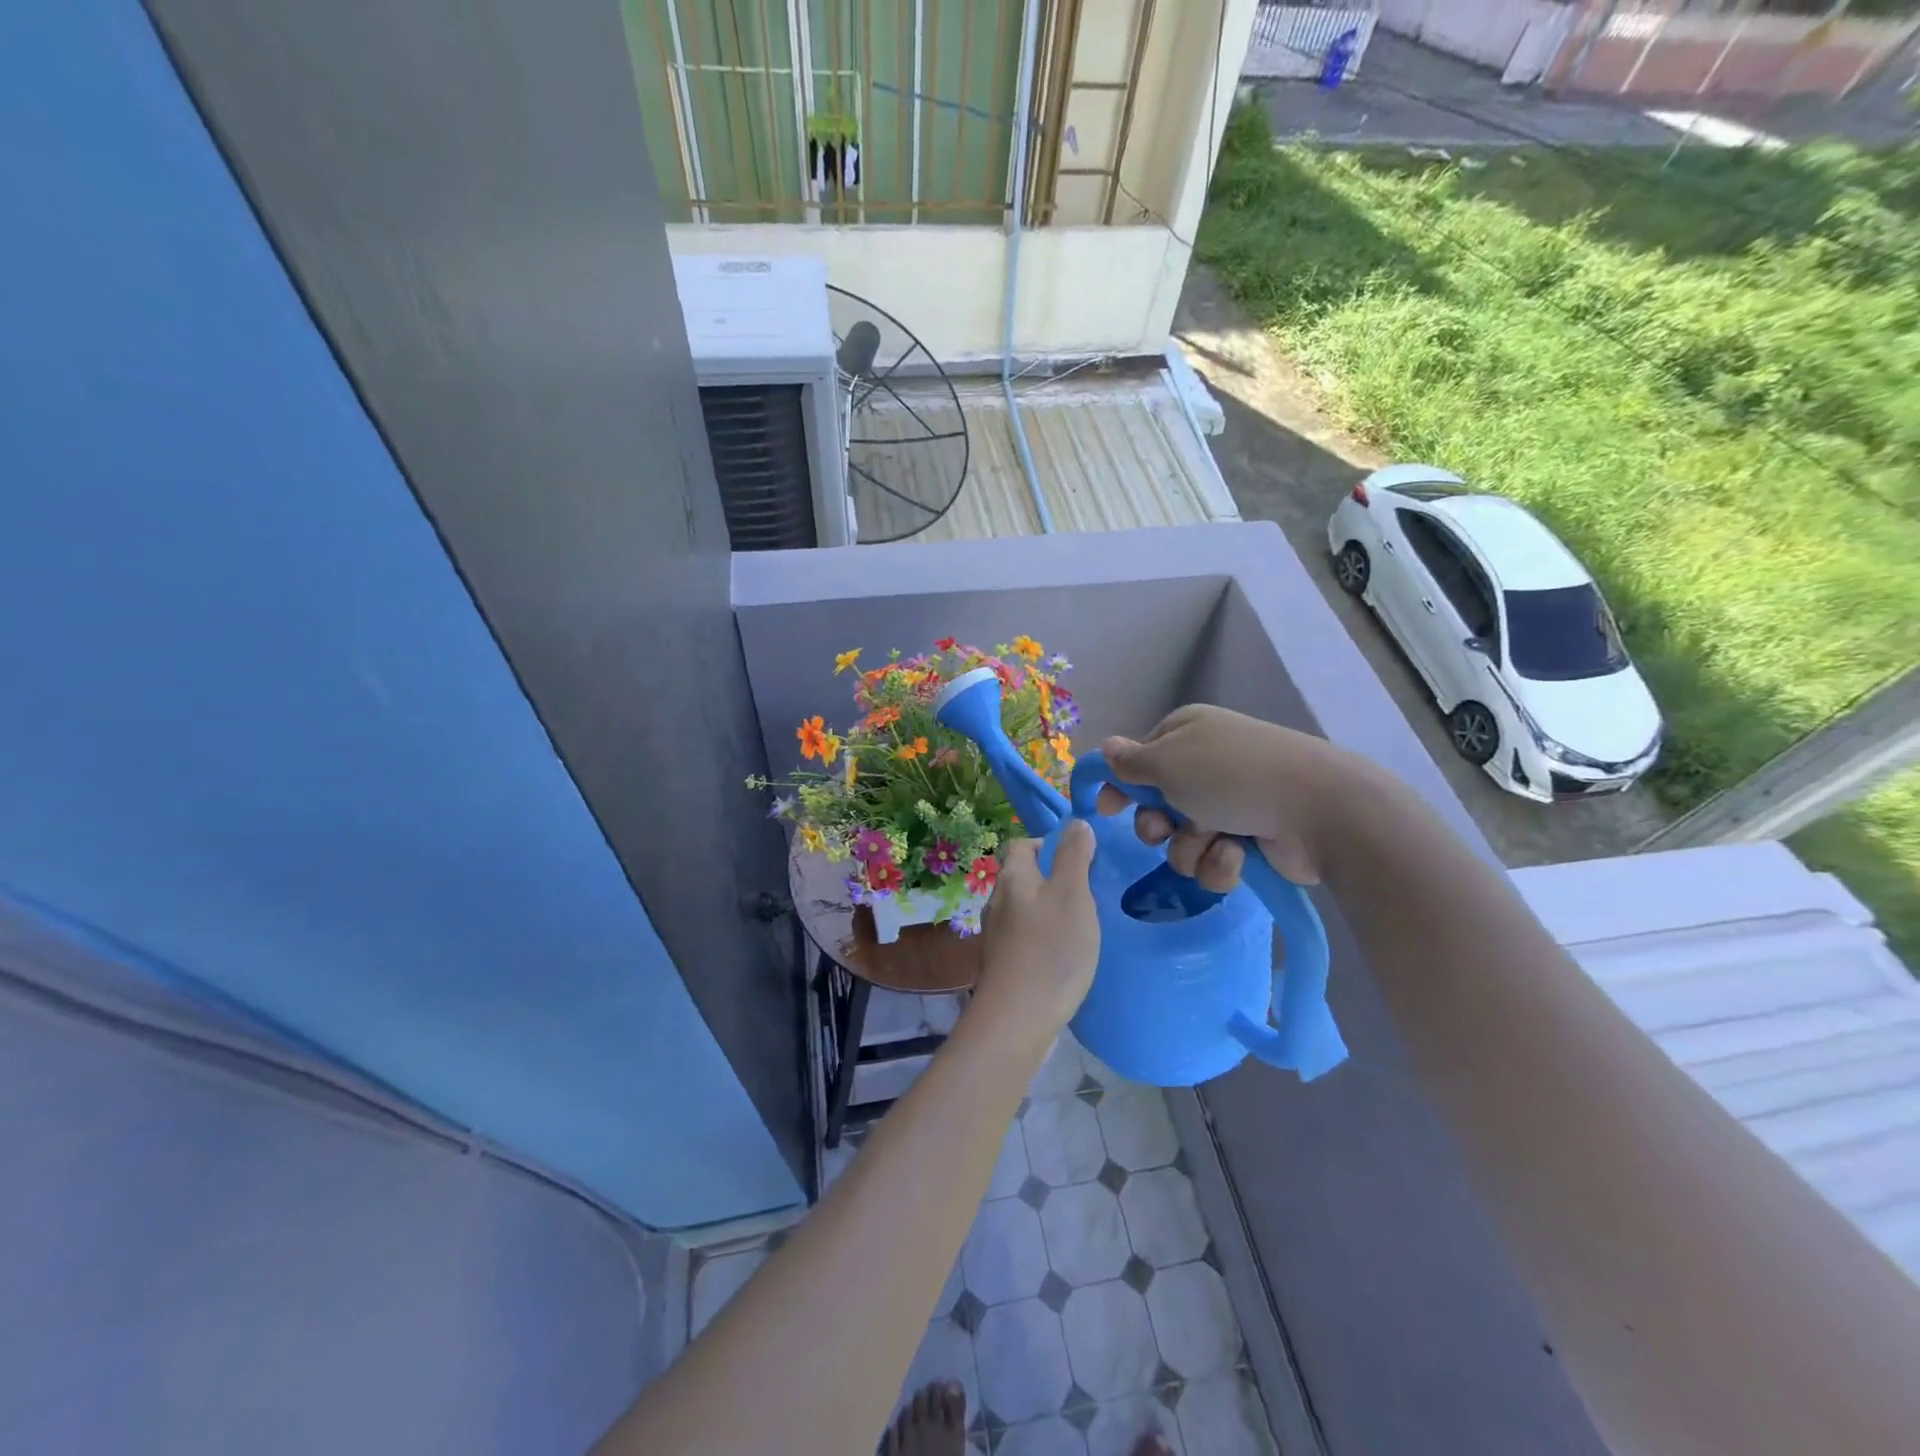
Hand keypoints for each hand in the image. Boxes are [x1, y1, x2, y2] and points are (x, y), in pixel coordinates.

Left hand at [971, 821, 1099, 1038]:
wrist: (1018, 1018)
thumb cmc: (1051, 949)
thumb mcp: (1072, 894)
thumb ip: (1074, 856)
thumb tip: (1075, 824)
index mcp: (1012, 878)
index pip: (1020, 844)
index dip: (1046, 844)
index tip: (1078, 859)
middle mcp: (997, 901)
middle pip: (1022, 877)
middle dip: (1052, 878)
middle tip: (1087, 893)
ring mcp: (997, 935)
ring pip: (1024, 909)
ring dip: (1049, 910)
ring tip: (1082, 924)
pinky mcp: (1003, 964)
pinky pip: (1025, 938)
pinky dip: (1044, 938)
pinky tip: (1065, 955)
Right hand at [1094, 705, 1355, 891]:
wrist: (1315, 809)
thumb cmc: (1230, 775)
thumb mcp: (1167, 761)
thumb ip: (1130, 762)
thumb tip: (1105, 747)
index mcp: (1186, 734)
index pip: (1139, 759)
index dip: (1121, 785)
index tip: (1105, 809)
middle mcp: (1206, 766)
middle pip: (1156, 805)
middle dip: (1157, 825)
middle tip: (1165, 830)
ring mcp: (1230, 804)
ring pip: (1182, 839)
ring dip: (1190, 847)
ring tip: (1214, 841)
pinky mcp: (1250, 840)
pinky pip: (1212, 860)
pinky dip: (1219, 862)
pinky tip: (1239, 853)